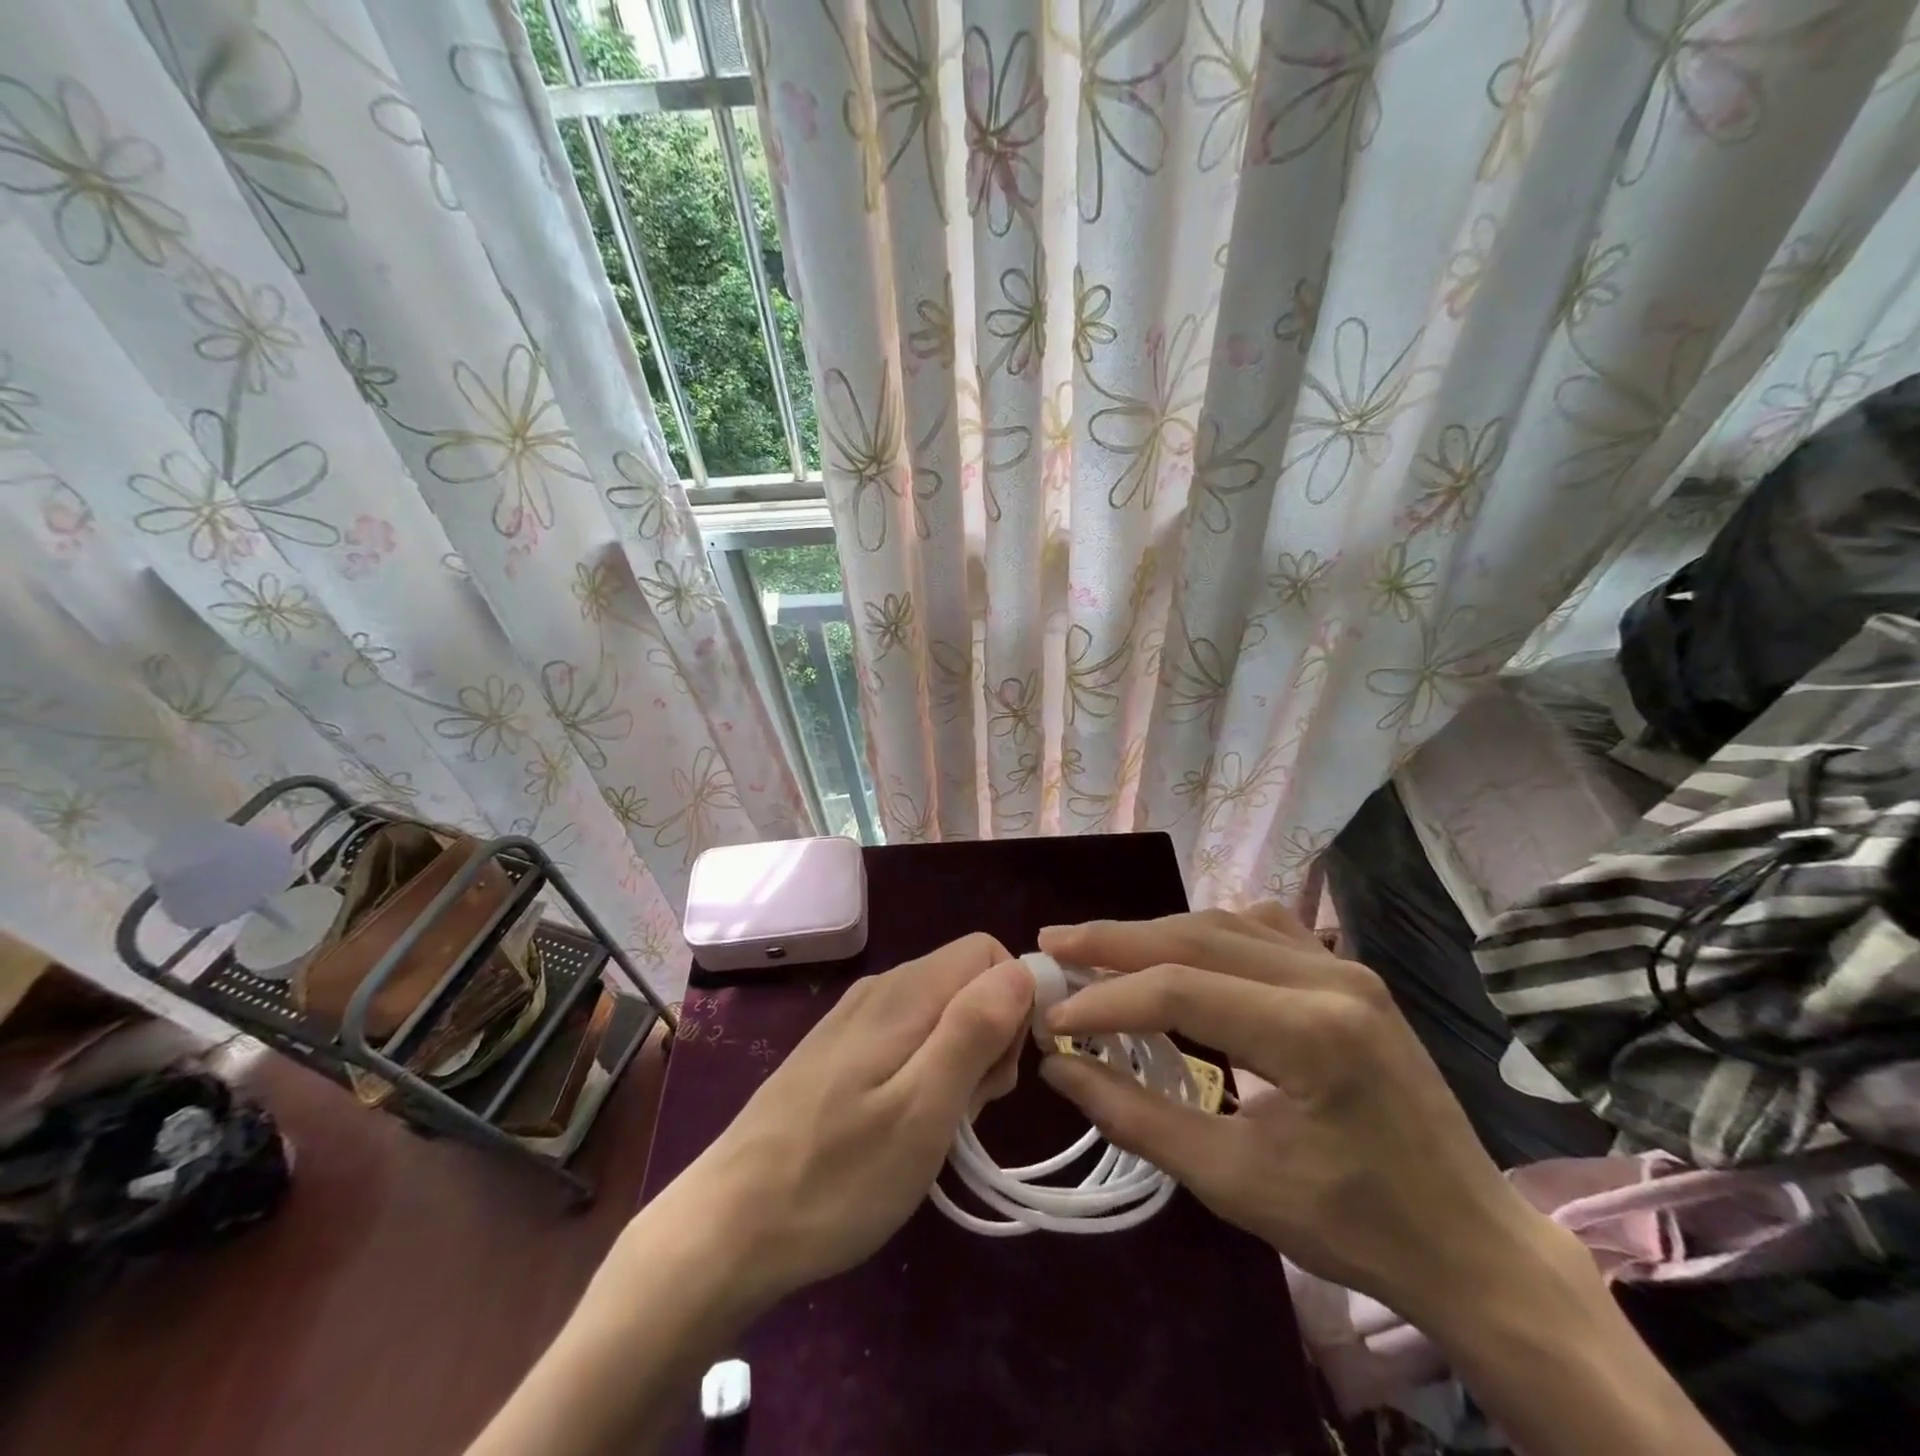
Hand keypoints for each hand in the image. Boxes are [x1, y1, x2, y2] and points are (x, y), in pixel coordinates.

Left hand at [659, 933, 1032, 1306]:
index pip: (989, 954)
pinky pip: (909, 1036)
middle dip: (990, 1037)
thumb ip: (974, 1030)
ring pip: (941, 1012)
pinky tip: (906, 1124)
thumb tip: (1022, 970)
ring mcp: (856, 1018)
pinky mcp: (841, 1049)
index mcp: (905, 993)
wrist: (729, 1226)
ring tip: (936, 1126)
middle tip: (968, 1108)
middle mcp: (882, 988)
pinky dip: (927, 1072)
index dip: (1014, 1004)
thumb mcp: (923, 1111)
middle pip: (967, 981)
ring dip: (961, 1061)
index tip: (1000, 1072)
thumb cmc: (837, 1177)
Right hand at [1037, 905, 1563, 1323]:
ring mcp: (1343, 965)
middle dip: (1115, 941)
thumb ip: (1135, 1117)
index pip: (1180, 991)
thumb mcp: (1232, 1182)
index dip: (1106, 1000)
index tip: (1052, 1016)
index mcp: (1310, 1034)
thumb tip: (1058, 1065)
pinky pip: (1260, 928)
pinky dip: (1204, 934)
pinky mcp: (1347, 970)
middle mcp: (1329, 977)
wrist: (1470, 1242)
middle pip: (1196, 938)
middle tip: (1054, 944)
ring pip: (1223, 924)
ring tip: (1099, 948)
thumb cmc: (1352, 1225)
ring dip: (1155, 934)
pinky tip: (1178, 951)